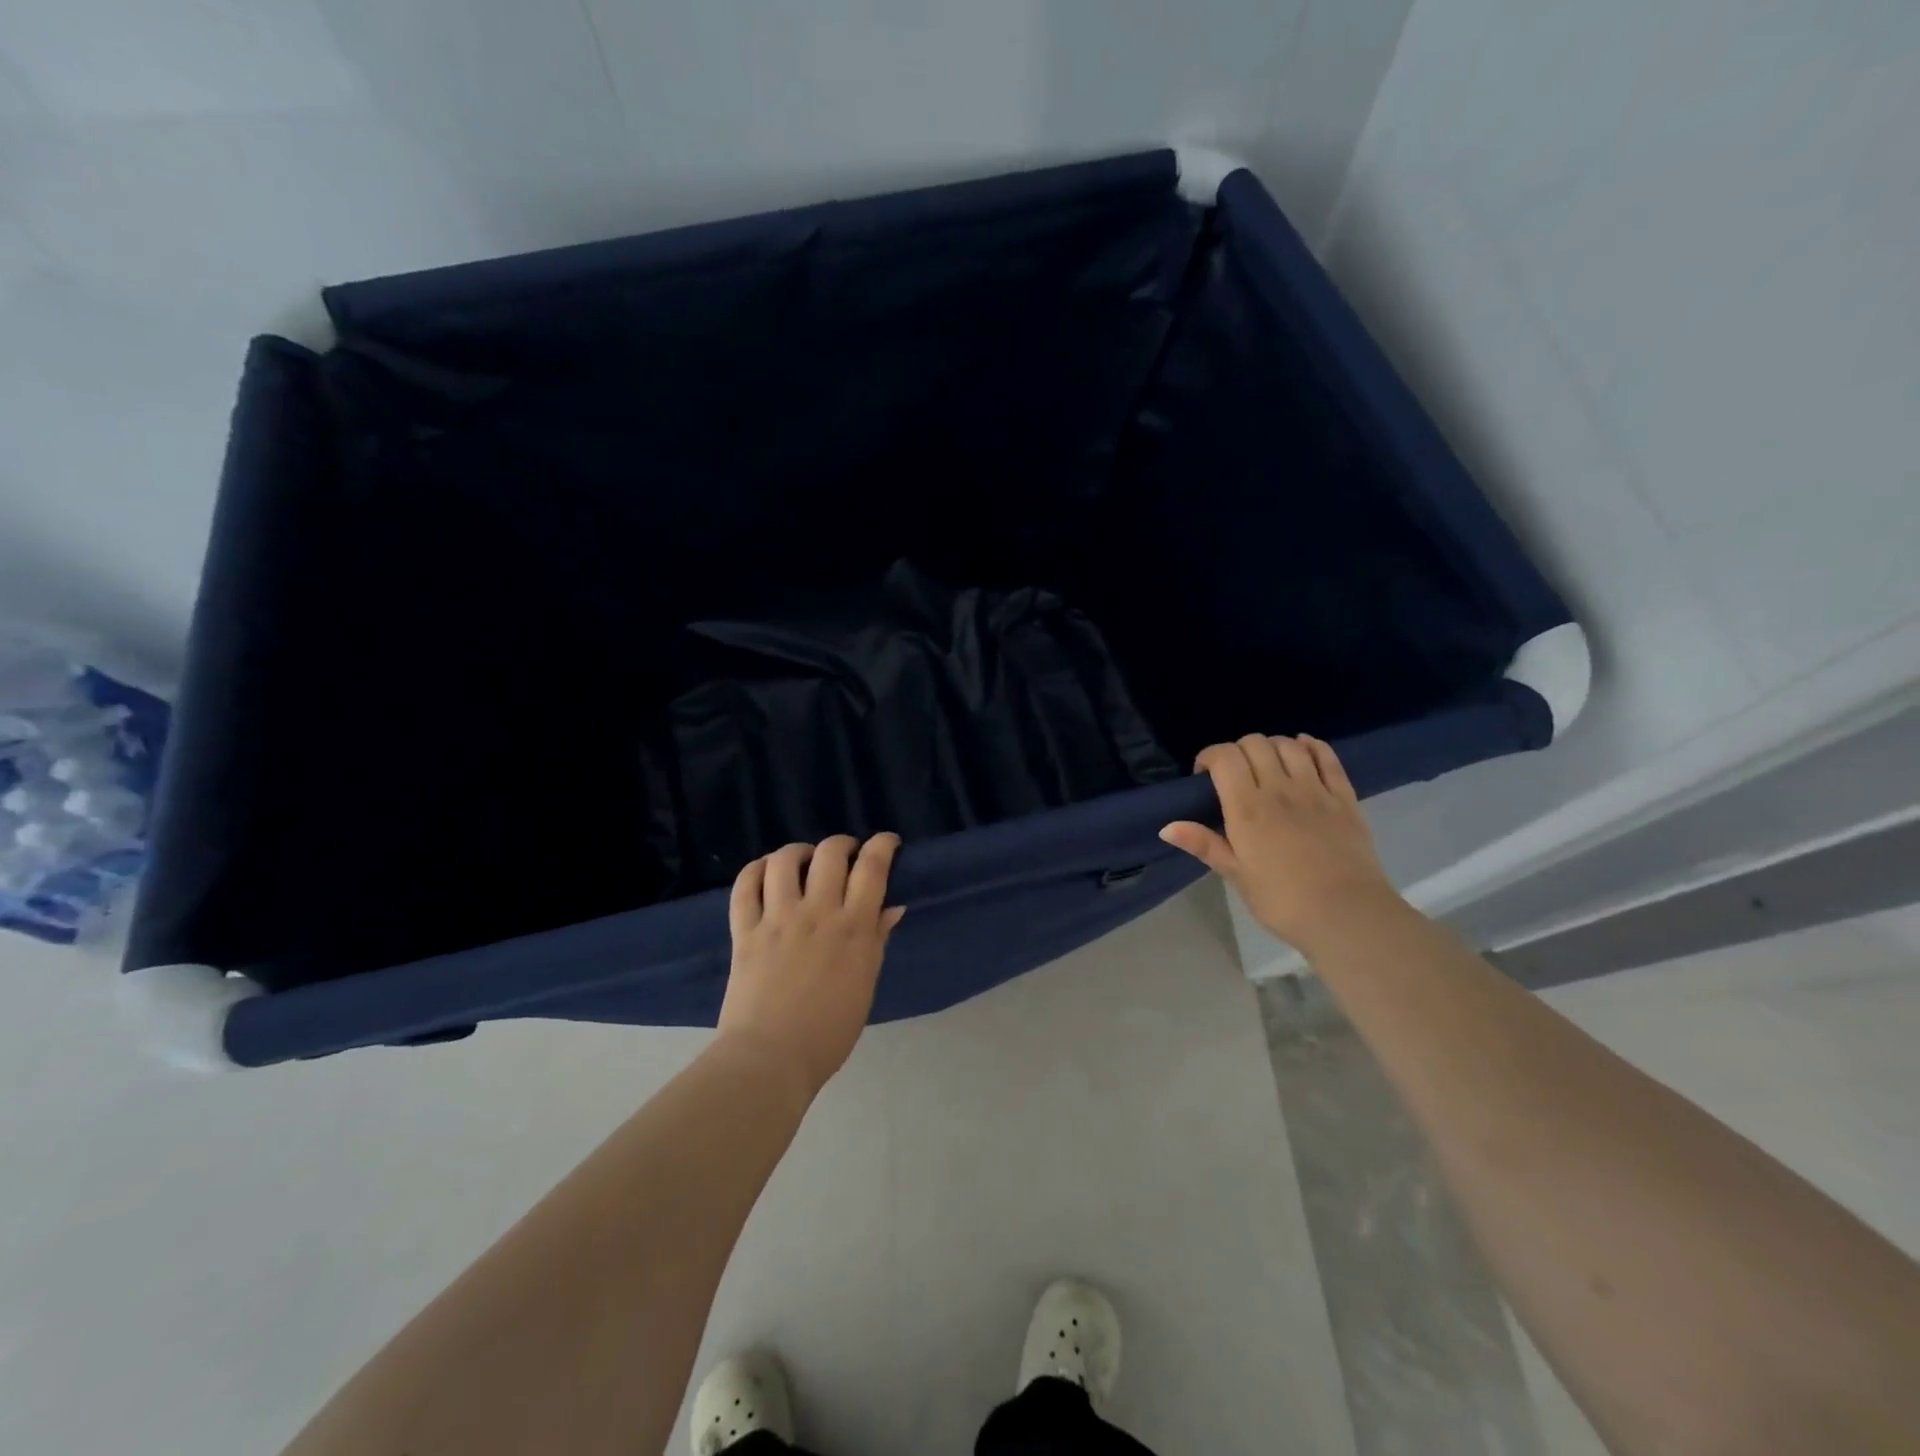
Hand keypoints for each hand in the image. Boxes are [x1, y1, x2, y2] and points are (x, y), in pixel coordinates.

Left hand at [718, 834, 905, 1098]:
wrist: (771, 1059)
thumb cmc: (829, 1031)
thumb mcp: (865, 983)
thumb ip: (877, 940)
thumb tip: (892, 907)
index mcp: (853, 927)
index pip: (872, 867)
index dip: (883, 845)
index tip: (888, 843)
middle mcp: (817, 912)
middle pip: (830, 853)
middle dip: (843, 844)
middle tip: (846, 854)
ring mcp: (777, 918)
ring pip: (785, 860)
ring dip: (798, 852)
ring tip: (803, 860)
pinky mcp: (745, 930)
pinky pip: (745, 886)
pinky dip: (756, 870)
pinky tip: (766, 872)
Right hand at [1160, 734, 1399, 952]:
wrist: (1348, 916)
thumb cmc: (1283, 901)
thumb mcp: (1237, 876)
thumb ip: (1204, 844)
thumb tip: (1166, 827)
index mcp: (1247, 808)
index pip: (1224, 757)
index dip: (1209, 757)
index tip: (1204, 776)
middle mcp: (1280, 789)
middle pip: (1254, 744)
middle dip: (1237, 751)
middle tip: (1234, 775)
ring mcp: (1315, 790)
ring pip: (1288, 745)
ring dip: (1271, 747)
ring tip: (1266, 766)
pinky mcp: (1345, 797)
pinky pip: (1327, 757)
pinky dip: (1311, 746)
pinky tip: (1302, 749)